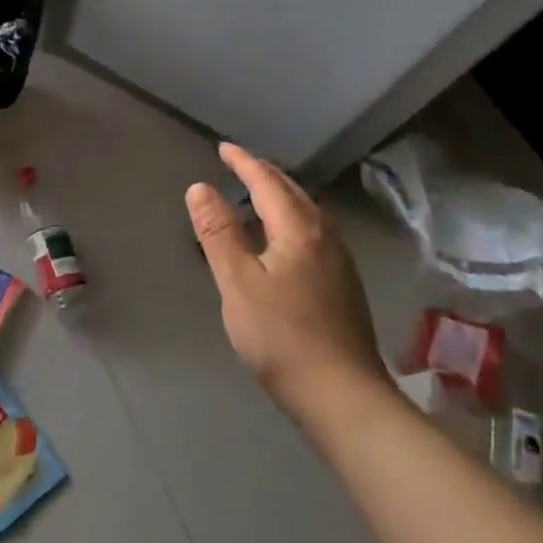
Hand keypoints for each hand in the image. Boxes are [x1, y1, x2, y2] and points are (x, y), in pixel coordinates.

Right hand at [186, 142, 386, 422]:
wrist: (341, 395)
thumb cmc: (281, 335)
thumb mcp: (237, 282)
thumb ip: (218, 232)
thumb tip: (200, 187)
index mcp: (299, 230)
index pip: (268, 182)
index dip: (244, 162)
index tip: (223, 148)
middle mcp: (325, 237)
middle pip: (293, 193)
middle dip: (264, 174)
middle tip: (238, 164)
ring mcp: (339, 262)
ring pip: (307, 213)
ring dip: (280, 195)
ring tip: (256, 193)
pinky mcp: (343, 285)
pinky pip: (312, 233)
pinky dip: (290, 219)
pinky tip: (281, 238)